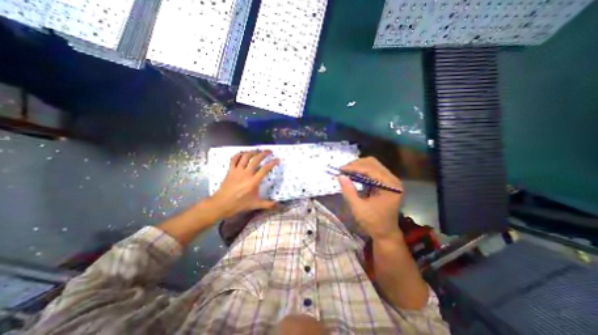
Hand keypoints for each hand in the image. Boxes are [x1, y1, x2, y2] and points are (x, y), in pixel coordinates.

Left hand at [208, 150, 280, 218]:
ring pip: (245, 157)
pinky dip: (238, 154)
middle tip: (269, 151)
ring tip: (257, 150)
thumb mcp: (255, 205)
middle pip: (255, 159)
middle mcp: (246, 174)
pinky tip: (242, 153)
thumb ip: (268, 204)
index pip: (265, 169)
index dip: (272, 163)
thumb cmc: (239, 204)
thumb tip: (279, 205)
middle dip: (263, 154)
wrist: (222, 204)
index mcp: (253, 181)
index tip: (277, 159)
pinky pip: (234, 159)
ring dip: (252, 152)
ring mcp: (237, 171)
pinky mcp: (230, 170)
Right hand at [338, 158, 403, 239]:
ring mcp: (390, 180)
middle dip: (356, 165)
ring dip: (358, 167)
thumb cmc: (373, 223)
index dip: (354, 167)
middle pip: (372, 163)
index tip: (340, 170)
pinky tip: (354, 175)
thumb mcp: (358, 208)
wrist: (385, 233)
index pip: (370, 169)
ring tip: (346, 172)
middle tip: (343, 170)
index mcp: (389, 186)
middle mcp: (392, 179)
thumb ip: (349, 191)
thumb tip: (340, 176)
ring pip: (372, 165)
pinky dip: (362, 171)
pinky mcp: (386, 182)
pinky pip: (373, 171)